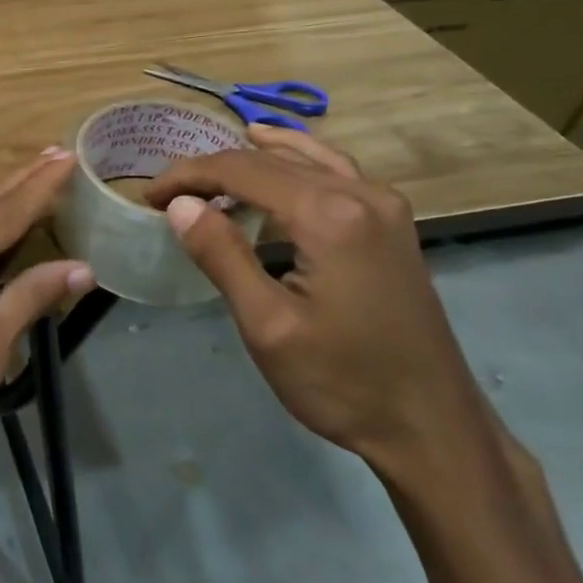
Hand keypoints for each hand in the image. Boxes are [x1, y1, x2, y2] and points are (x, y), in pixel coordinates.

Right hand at [144, 125, 495, 476]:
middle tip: (166, 195)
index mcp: (329, 215)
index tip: (150, 196)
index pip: (241, 171)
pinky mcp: (392, 224)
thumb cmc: (343, 382)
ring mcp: (384, 206)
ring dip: (249, 160)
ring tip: (205, 171)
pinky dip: (295, 157)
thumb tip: (180, 205)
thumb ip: (222, 255)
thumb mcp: (267, 325)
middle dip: (211, 171)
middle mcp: (361, 194)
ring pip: (303, 159)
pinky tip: (278, 154)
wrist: (432, 428)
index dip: (188, 177)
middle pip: (270, 161)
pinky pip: (334, 169)